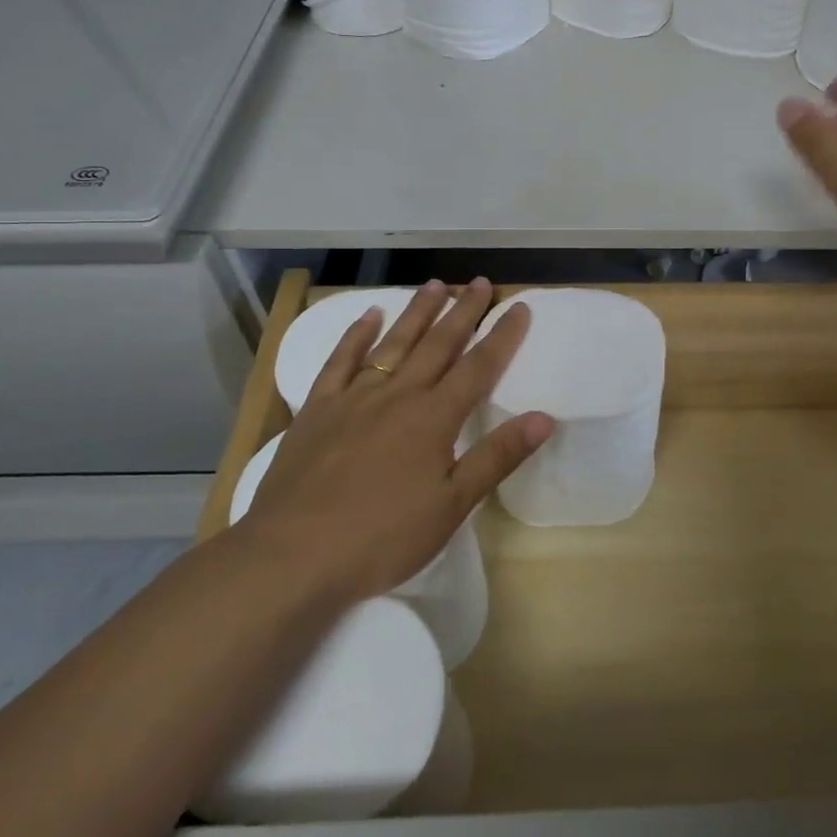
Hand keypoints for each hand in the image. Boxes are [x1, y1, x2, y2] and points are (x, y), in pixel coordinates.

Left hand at [234, 277, 552, 604]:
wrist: (292, 555)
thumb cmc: (382, 537)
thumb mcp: (452, 505)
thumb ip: (497, 457)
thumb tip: (544, 418)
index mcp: (434, 418)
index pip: (479, 367)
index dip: (502, 336)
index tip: (519, 306)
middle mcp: (398, 395)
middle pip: (438, 344)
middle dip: (462, 311)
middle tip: (478, 282)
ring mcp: (354, 398)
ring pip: (393, 343)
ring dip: (417, 312)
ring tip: (435, 285)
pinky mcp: (317, 410)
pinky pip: (340, 361)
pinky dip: (356, 335)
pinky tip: (369, 316)